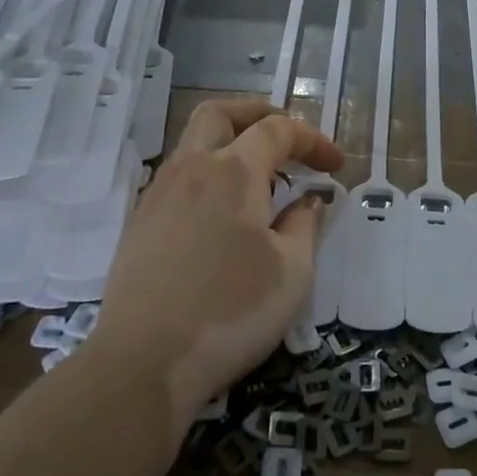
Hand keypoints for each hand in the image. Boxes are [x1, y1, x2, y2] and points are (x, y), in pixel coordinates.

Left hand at [92, 98, 343, 419]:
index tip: (336, 164)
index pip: (278, 130)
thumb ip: (304, 225)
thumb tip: (308, 201)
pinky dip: (207, 173)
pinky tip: (222, 213)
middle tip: (287, 137)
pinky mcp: (140, 222)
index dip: (313, 140)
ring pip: (193, 142)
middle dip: (258, 114)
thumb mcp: (291, 272)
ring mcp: (158, 193)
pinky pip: (178, 175)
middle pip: (220, 113)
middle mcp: (191, 168)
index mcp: (233, 171)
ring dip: (229, 143)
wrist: (143, 362)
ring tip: (259, 178)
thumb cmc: (230, 312)